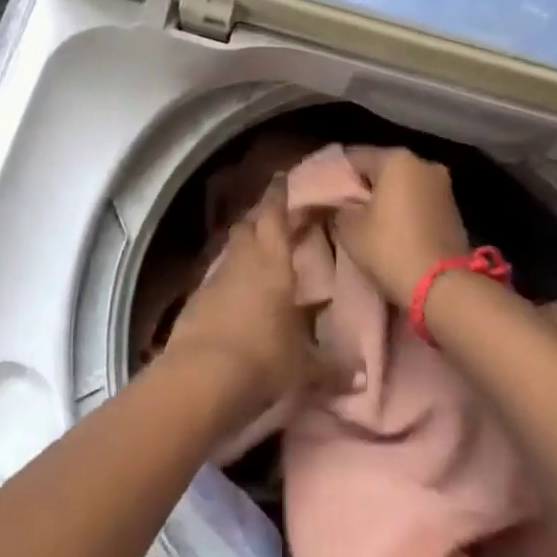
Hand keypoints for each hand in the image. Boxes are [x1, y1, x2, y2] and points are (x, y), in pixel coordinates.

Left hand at [164, 181, 347, 419]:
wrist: (200, 379)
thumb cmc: (264, 359)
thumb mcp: (305, 367)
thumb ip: (333, 368)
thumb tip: (362, 379)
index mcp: (273, 262)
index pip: (274, 215)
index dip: (278, 194)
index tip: (281, 178)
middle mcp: (242, 261)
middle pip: (248, 226)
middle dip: (260, 219)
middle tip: (276, 221)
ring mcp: (213, 280)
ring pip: (230, 252)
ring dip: (243, 250)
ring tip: (259, 260)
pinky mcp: (194, 303)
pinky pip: (215, 281)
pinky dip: (227, 282)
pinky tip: (235, 299)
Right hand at [333, 146, 470, 306]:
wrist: (442, 286)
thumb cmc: (389, 248)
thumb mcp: (349, 228)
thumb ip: (340, 207)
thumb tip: (341, 204)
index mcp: (396, 159)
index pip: (355, 157)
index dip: (338, 174)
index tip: (327, 194)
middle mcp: (424, 164)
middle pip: (383, 169)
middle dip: (366, 186)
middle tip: (347, 209)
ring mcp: (443, 186)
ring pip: (404, 185)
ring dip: (388, 199)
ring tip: (370, 222)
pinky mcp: (454, 210)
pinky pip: (420, 202)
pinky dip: (407, 211)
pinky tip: (395, 231)